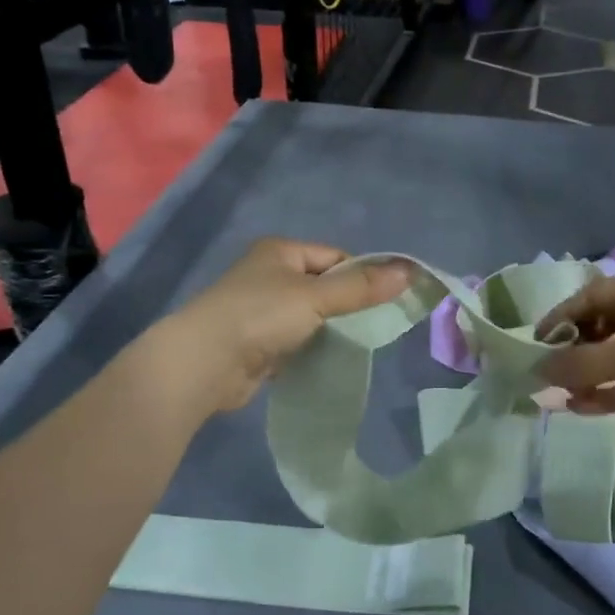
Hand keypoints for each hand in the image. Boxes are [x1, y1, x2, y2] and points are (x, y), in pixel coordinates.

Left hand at [164, 239, 411, 413]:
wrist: (204, 363)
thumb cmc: (260, 315)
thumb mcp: (316, 297)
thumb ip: (361, 287)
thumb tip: (410, 273)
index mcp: (280, 251)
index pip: (335, 257)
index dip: (361, 275)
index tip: (384, 300)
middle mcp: (269, 275)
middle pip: (323, 286)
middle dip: (346, 305)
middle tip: (374, 326)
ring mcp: (260, 309)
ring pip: (310, 315)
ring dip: (328, 329)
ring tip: (354, 345)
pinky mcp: (257, 342)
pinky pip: (295, 340)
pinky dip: (310, 348)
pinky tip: (326, 360)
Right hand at [536, 270, 614, 447]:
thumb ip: (582, 363)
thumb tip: (538, 370)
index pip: (594, 295)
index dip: (562, 315)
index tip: (536, 340)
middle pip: (606, 323)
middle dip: (576, 346)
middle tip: (549, 367)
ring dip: (590, 372)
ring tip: (559, 392)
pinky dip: (610, 391)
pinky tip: (581, 407)